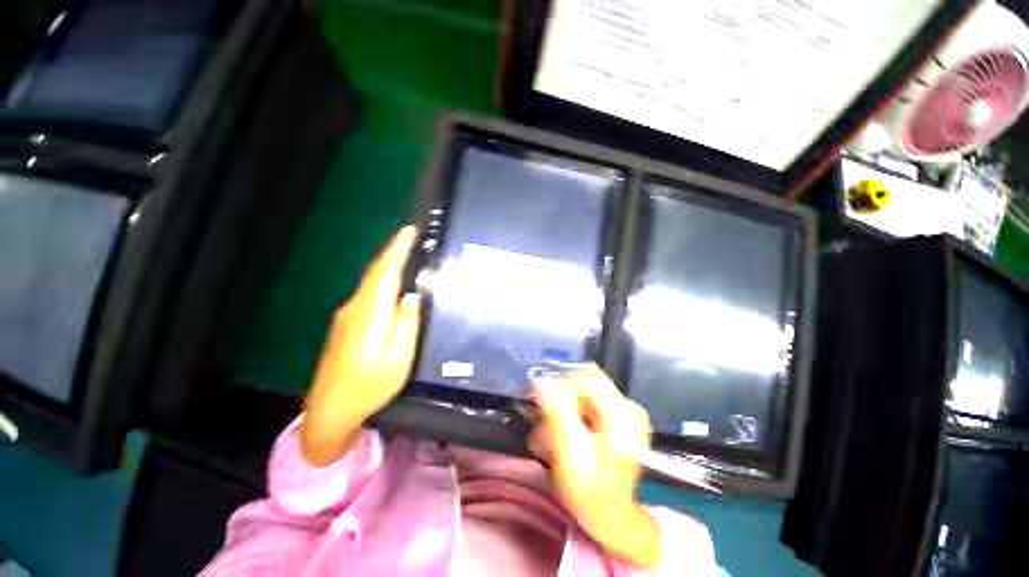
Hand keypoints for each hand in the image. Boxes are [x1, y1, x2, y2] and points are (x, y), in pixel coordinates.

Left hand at [301, 226, 420, 465]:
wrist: (329, 412)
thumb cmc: (369, 386)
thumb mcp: (398, 358)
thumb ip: (407, 324)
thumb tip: (412, 296)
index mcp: (369, 313)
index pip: (384, 272)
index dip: (397, 249)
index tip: (409, 230)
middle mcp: (354, 308)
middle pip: (375, 273)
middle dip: (393, 252)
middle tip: (412, 239)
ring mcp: (346, 316)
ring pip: (370, 282)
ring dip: (388, 266)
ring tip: (407, 256)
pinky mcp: (345, 325)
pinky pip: (368, 294)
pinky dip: (381, 282)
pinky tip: (392, 285)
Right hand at [530, 364, 660, 567]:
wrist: (613, 517)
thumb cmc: (591, 493)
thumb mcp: (570, 455)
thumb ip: (557, 414)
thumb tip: (542, 381)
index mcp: (623, 416)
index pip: (586, 379)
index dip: (559, 383)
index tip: (536, 399)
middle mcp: (628, 406)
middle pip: (584, 383)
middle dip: (559, 397)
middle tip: (540, 420)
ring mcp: (626, 411)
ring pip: (584, 391)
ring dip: (562, 407)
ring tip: (548, 434)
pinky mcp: (620, 416)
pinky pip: (588, 401)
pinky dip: (571, 412)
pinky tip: (562, 433)